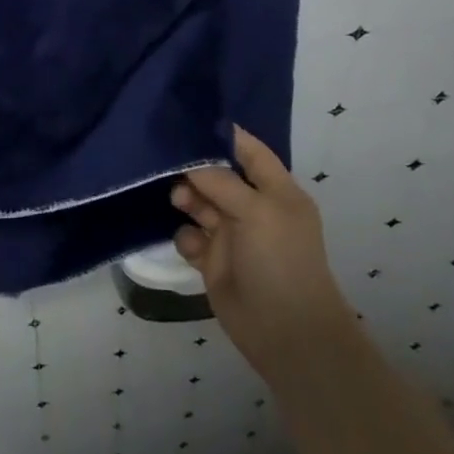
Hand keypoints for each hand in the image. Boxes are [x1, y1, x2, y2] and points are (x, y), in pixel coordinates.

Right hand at [172, 126, 354, 383]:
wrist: (284, 331)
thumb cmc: (279, 260)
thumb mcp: (256, 210)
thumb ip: (221, 181)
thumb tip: (191, 165)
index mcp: (276, 190)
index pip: (249, 150)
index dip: (223, 135)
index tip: (188, 121)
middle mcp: (253, 207)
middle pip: (218, 174)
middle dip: (194, 167)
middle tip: (169, 163)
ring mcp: (233, 234)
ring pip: (201, 203)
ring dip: (187, 198)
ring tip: (179, 201)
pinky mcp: (214, 260)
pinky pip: (192, 236)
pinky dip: (187, 236)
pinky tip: (192, 246)